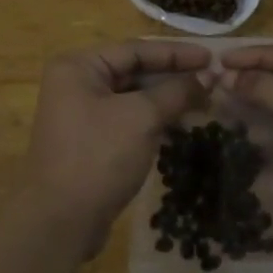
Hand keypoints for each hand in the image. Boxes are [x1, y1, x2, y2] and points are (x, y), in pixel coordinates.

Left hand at [23, 41, 210, 256]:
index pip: (135, 49)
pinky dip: (154, 119)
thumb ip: (176, 91)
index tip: (211, 57)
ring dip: (167, 98)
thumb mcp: (142, 118)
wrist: (60, 222)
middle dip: (173, 76)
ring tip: (205, 100)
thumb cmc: (98, 156)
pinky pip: (128, 119)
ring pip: (133, 97)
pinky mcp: (90, 141)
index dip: (176, 53)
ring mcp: (81, 114)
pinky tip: (182, 123)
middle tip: (212, 79)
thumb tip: (209, 76)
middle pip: (133, 71)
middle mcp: (76, 83)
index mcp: (79, 67)